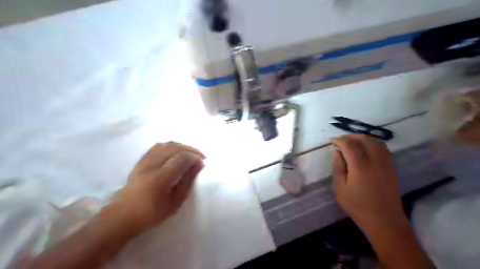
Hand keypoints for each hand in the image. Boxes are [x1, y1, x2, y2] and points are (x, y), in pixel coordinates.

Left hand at [110, 142, 204, 231]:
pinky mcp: (140, 161)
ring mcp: (144, 161)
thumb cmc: (151, 214)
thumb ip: (187, 182)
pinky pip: (157, 147)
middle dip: (191, 149)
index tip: (202, 163)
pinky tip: (175, 153)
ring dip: (181, 146)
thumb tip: (199, 165)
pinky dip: (170, 146)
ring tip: (189, 154)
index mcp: (161, 178)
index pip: (182, 158)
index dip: (195, 157)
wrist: (122, 216)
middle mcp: (152, 165)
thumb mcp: (175, 202)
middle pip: (175, 147)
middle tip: (200, 156)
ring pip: (166, 144)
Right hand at [333, 136, 405, 231]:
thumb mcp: (340, 188)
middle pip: (364, 139)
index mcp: (360, 166)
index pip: (349, 144)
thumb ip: (338, 167)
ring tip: (352, 143)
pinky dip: (373, 144)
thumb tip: (337, 152)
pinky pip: (383, 149)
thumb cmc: (358, 206)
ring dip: (363, 139)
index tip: (331, 140)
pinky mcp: (392, 168)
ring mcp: (386, 164)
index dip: (339, 140)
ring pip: (376, 142)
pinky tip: (366, 149)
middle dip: (351, 137)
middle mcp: (375, 161)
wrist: (384, 221)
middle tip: (341, 141)